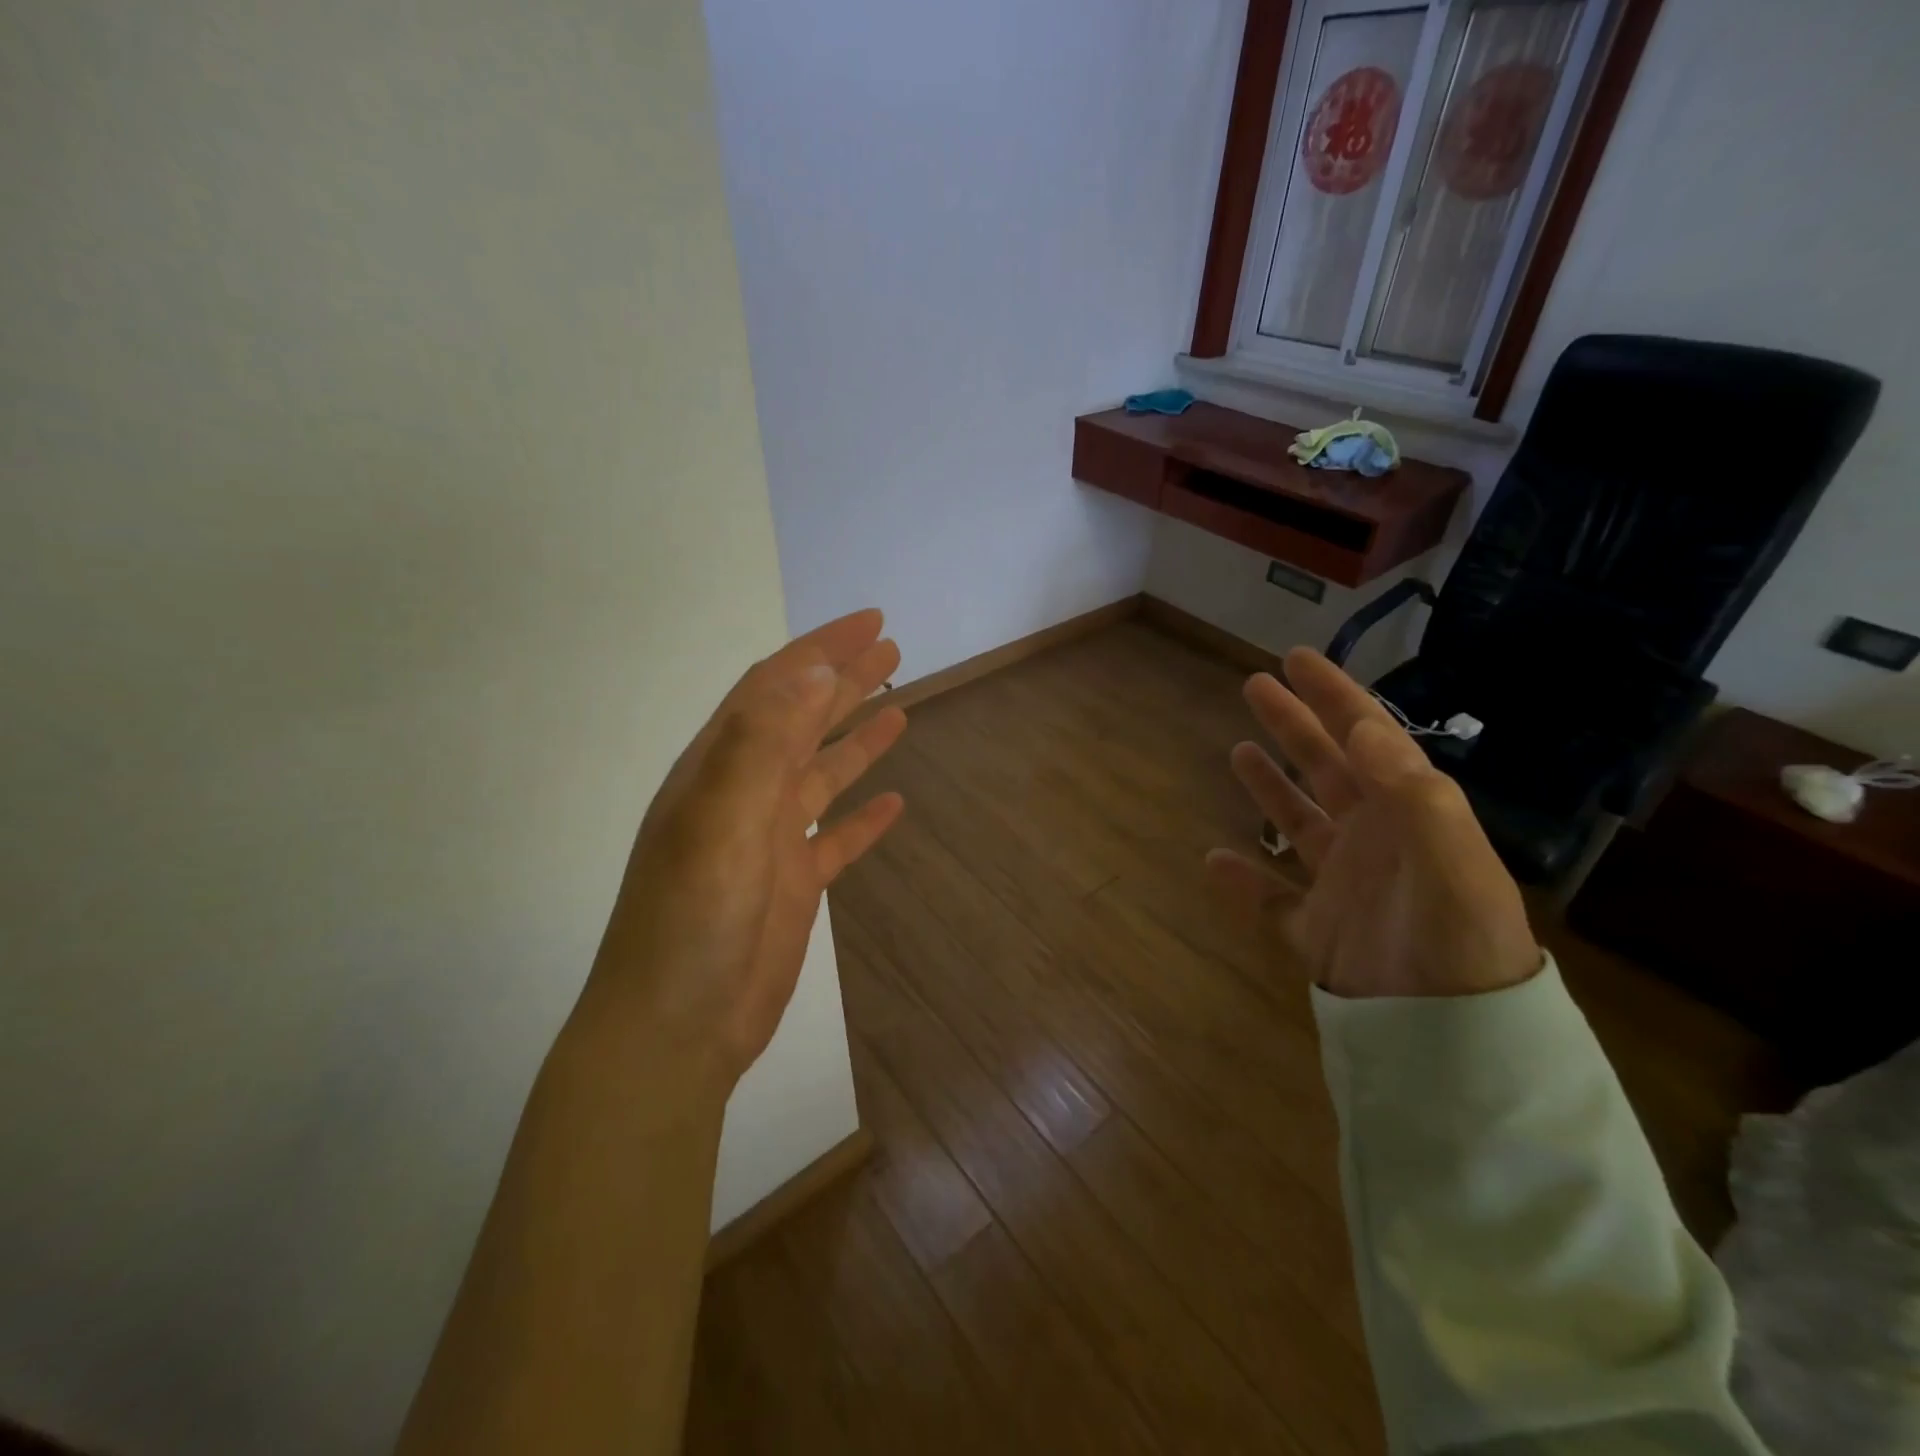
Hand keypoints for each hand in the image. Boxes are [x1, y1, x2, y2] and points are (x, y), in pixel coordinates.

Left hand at [580, 609, 906, 1088]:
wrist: (675, 1028)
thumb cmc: (692, 919)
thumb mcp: (721, 820)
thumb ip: (763, 742)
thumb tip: (812, 669)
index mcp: (720, 767)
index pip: (775, 686)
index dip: (821, 649)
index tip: (869, 622)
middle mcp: (744, 793)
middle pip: (803, 721)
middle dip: (845, 681)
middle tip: (893, 649)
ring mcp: (770, 840)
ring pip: (822, 773)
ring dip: (857, 738)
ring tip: (900, 706)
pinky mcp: (794, 883)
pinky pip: (836, 837)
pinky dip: (863, 817)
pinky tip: (893, 803)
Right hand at [1207, 648, 1539, 999]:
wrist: (1454, 1042)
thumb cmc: (1458, 942)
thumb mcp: (1450, 860)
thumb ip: (1412, 791)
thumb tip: (1361, 726)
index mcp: (1407, 815)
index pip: (1367, 739)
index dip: (1334, 696)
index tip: (1297, 659)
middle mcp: (1374, 841)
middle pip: (1326, 769)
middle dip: (1295, 724)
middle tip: (1256, 685)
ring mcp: (1342, 886)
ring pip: (1299, 823)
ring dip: (1271, 786)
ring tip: (1239, 750)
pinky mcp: (1316, 932)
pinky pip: (1272, 901)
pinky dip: (1243, 882)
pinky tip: (1215, 861)